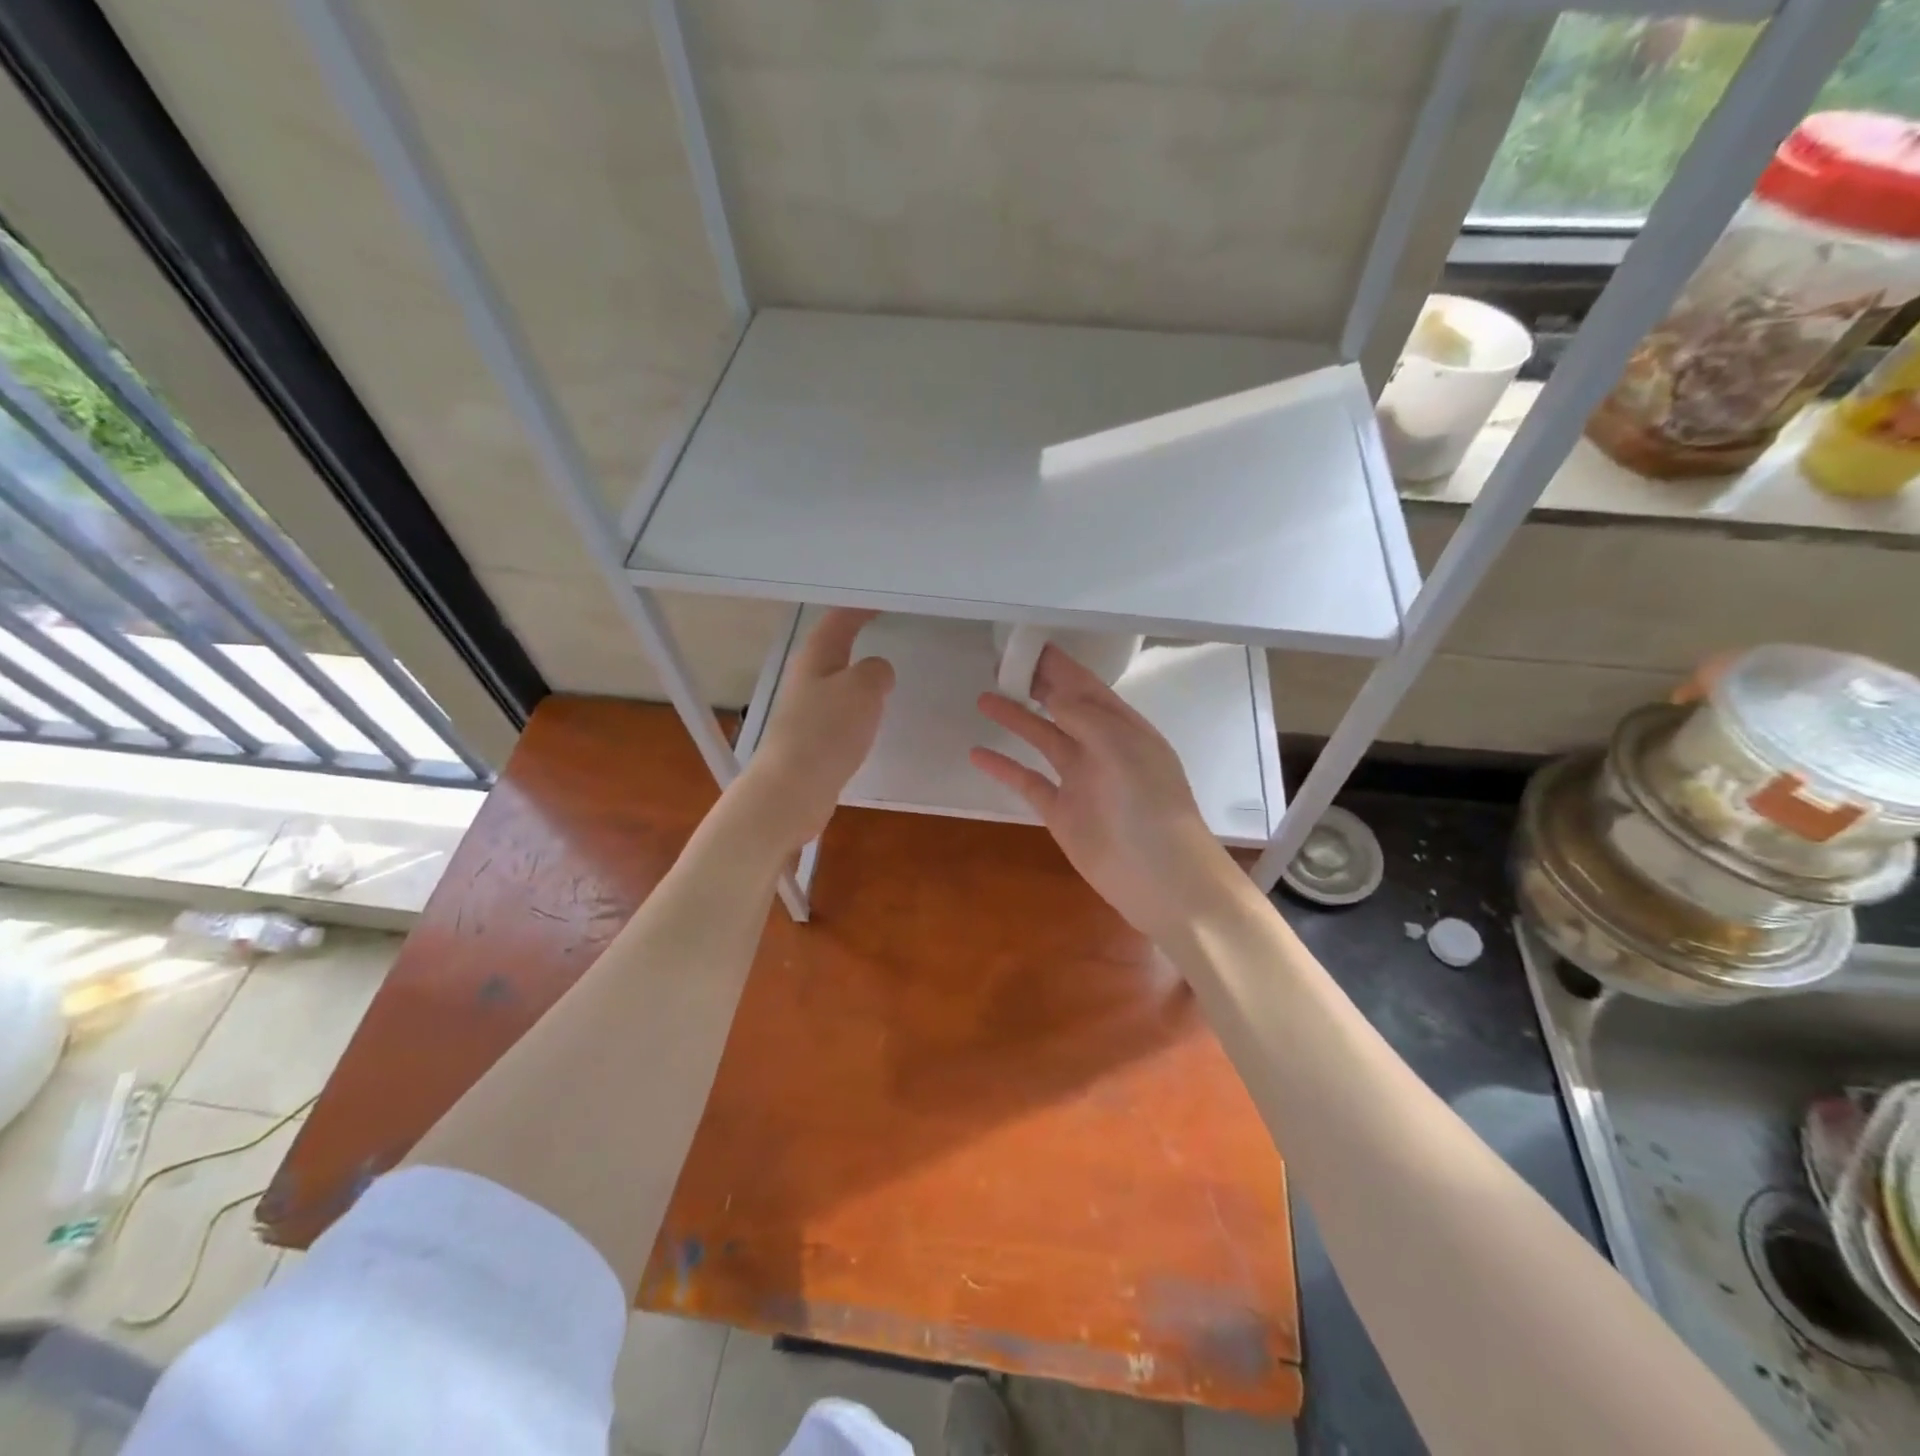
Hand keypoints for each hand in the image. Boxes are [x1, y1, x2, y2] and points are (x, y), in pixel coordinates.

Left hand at [737, 608, 894, 850]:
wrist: (793, 789)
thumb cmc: (827, 731)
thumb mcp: (862, 689)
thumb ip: (876, 671)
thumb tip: (877, 671)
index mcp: (816, 658)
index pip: (839, 620)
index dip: (861, 607)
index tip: (884, 600)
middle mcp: (807, 680)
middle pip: (833, 649)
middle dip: (857, 637)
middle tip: (888, 631)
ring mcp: (806, 711)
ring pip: (837, 682)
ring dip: (858, 674)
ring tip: (885, 674)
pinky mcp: (812, 741)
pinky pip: (839, 713)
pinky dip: (857, 707)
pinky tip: (870, 719)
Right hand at [970, 646, 1232, 937]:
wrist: (1159, 877)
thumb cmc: (1149, 805)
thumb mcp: (1123, 748)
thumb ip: (1086, 717)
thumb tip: (1054, 695)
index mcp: (1124, 728)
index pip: (1087, 687)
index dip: (1060, 665)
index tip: (1028, 645)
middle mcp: (1101, 748)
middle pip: (1064, 708)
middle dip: (1037, 685)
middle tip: (1002, 665)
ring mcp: (1080, 780)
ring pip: (1043, 739)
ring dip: (1016, 719)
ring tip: (984, 698)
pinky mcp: (1061, 811)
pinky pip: (1028, 781)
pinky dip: (1004, 768)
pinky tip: (978, 754)